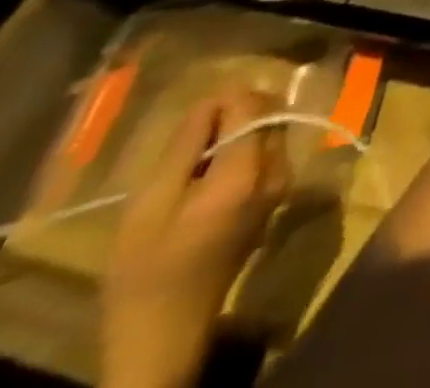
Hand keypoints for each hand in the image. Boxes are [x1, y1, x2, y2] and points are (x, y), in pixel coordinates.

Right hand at [102, 86, 288, 387]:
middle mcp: (278, 167)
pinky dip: (245, 147)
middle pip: (268, 112)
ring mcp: (283, 181)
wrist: (166, 330)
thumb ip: (186, 145)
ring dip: (240, 128)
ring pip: (270, 128)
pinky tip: (208, 172)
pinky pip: (268, 150)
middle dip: (234, 111)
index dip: (223, 99)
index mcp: (248, 169)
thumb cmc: (147, 271)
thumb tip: (212, 99)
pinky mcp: (277, 193)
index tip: (191, 116)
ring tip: (194, 156)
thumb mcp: (150, 204)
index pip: (251, 105)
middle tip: (190, 136)